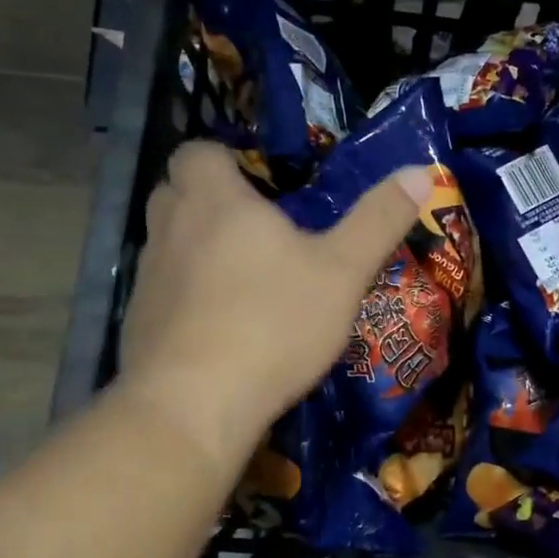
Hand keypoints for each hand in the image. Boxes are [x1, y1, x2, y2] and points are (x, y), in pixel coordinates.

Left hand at [112, 141, 428, 483]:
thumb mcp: (344, 272)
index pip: (197, 151)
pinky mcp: (137, 321)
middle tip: (251, 222)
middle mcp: (171, 228)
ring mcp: (148, 277)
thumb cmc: (274, 323)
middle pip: (173, 191)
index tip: (257, 181)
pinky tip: (218, 323)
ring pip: (165, 240)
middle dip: (205, 196)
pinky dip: (184, 292)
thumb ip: (380, 220)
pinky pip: (160, 288)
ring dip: (193, 243)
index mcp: (216, 202)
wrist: (194, 406)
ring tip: (240, 273)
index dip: (222, 158)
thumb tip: (422, 171)